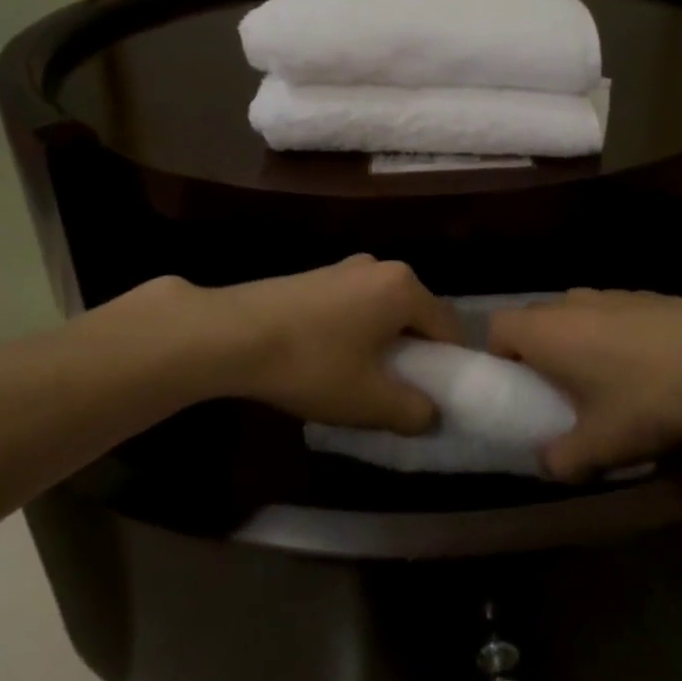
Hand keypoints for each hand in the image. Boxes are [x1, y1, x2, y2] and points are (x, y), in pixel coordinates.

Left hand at [81, 257, 457, 433]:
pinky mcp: (315, 276)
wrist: (230, 333)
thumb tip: (431, 413)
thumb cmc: (312, 364)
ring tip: (361, 379)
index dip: (451, 365)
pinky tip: (329, 359)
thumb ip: (413, 411)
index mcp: (404, 288)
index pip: (448, 327)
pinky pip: (354, 305)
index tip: (439, 396)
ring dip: (383, 343)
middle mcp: (380, 267)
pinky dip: (356, 331)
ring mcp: (344, 267)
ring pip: (383, 311)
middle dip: (415, 353)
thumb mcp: (369, 401)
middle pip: (416, 315)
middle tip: (400, 391)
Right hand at [488, 287, 681, 480]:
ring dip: (580, 343)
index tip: (520, 388)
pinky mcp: (648, 295)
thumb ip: (563, 459)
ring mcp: (612, 293)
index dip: (500, 357)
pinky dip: (616, 337)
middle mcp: (571, 302)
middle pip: (537, 320)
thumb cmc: (646, 397)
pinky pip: (613, 315)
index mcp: (545, 330)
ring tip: (608, 383)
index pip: (497, 327)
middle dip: (541, 353)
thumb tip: (551, 463)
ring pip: (577, 316)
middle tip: (561, 392)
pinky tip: (648, 369)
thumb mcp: (601, 444)